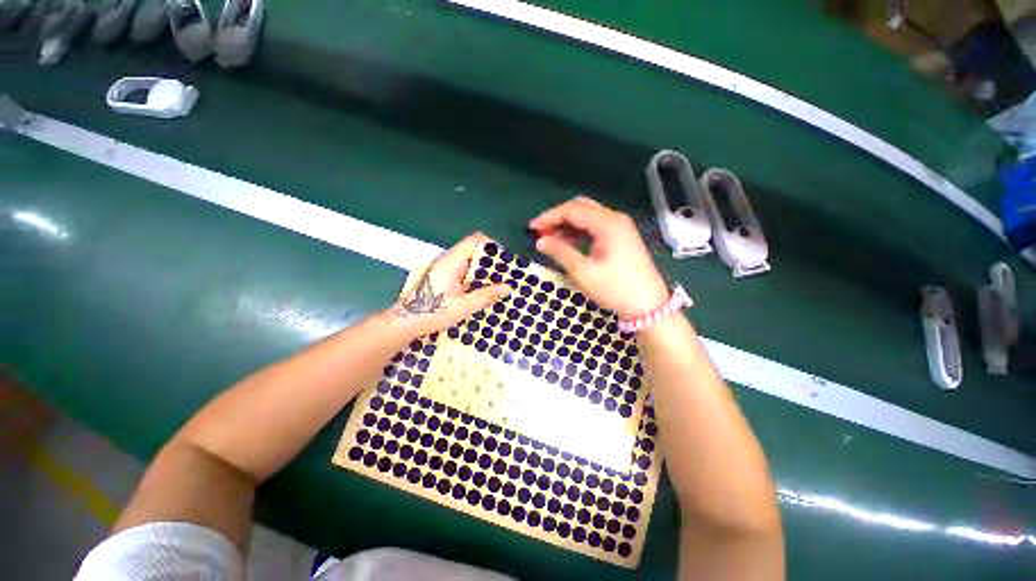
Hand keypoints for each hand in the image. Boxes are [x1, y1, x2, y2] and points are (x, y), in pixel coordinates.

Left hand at [386, 232, 510, 336]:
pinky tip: (483, 290)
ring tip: (498, 284)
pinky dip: (475, 277)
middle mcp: (448, 259)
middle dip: (491, 261)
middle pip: (474, 250)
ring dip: (484, 270)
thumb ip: (486, 295)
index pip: (475, 240)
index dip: (492, 246)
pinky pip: (464, 270)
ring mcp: (444, 267)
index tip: (505, 261)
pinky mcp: (443, 276)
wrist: (405, 322)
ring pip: (470, 261)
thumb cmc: (432, 312)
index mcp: (452, 261)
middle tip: (506, 276)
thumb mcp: (463, 306)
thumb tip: (508, 287)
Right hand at [529, 197, 668, 318]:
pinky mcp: (621, 238)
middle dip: (559, 217)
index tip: (532, 228)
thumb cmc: (615, 288)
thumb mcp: (583, 271)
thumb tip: (540, 241)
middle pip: (581, 208)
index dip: (550, 217)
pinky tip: (568, 244)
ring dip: (568, 225)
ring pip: (588, 217)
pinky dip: (579, 233)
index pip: (573, 210)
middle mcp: (615, 219)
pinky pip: (595, 228)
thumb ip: (560, 252)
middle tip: (541, 232)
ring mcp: (620, 228)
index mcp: (608, 223)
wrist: (649, 306)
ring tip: (551, 240)